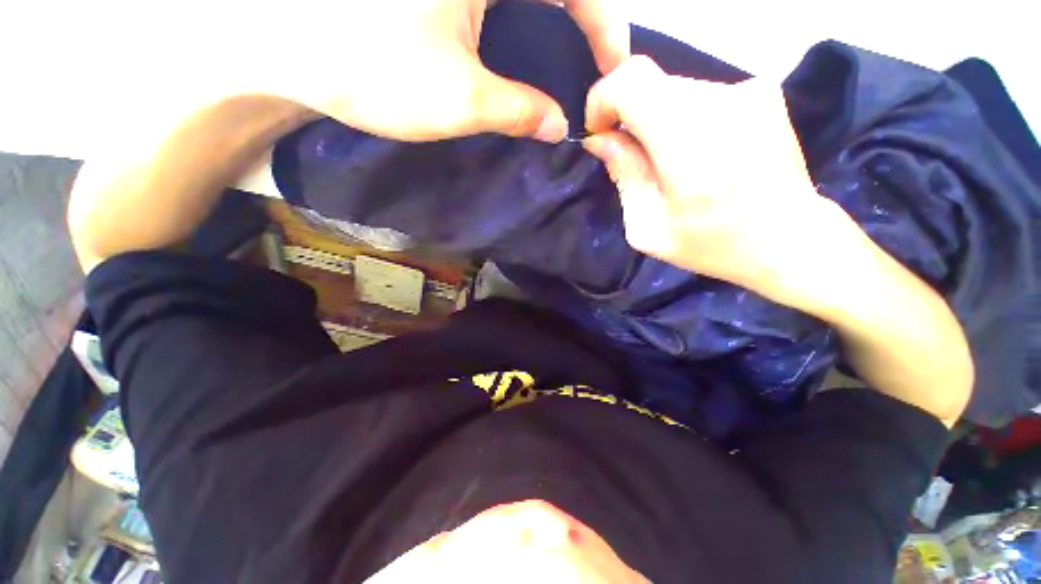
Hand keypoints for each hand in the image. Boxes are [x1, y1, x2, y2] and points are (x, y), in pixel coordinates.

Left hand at [273, 0, 628, 141]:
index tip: (613, 69)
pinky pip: (496, 2)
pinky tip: (522, 49)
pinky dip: (519, 22)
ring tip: (567, 60)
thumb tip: (557, 126)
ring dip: (553, 21)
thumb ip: (519, 111)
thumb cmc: (373, 69)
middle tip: (593, 66)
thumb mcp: (460, 99)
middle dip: (582, 21)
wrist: (290, 50)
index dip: (603, 25)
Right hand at [582, 56, 842, 306]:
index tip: (600, 133)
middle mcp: (721, 104)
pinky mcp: (762, 92)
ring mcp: (747, 92)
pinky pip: (700, 95)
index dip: (603, 100)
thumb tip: (601, 139)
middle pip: (649, 84)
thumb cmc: (712, 245)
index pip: (631, 82)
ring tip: (669, 162)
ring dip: (656, 120)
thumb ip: (623, 176)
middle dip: (628, 116)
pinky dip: (684, 118)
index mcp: (688, 146)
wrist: (790, 239)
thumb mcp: (648, 228)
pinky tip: (699, 153)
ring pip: (673, 89)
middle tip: (633, 158)